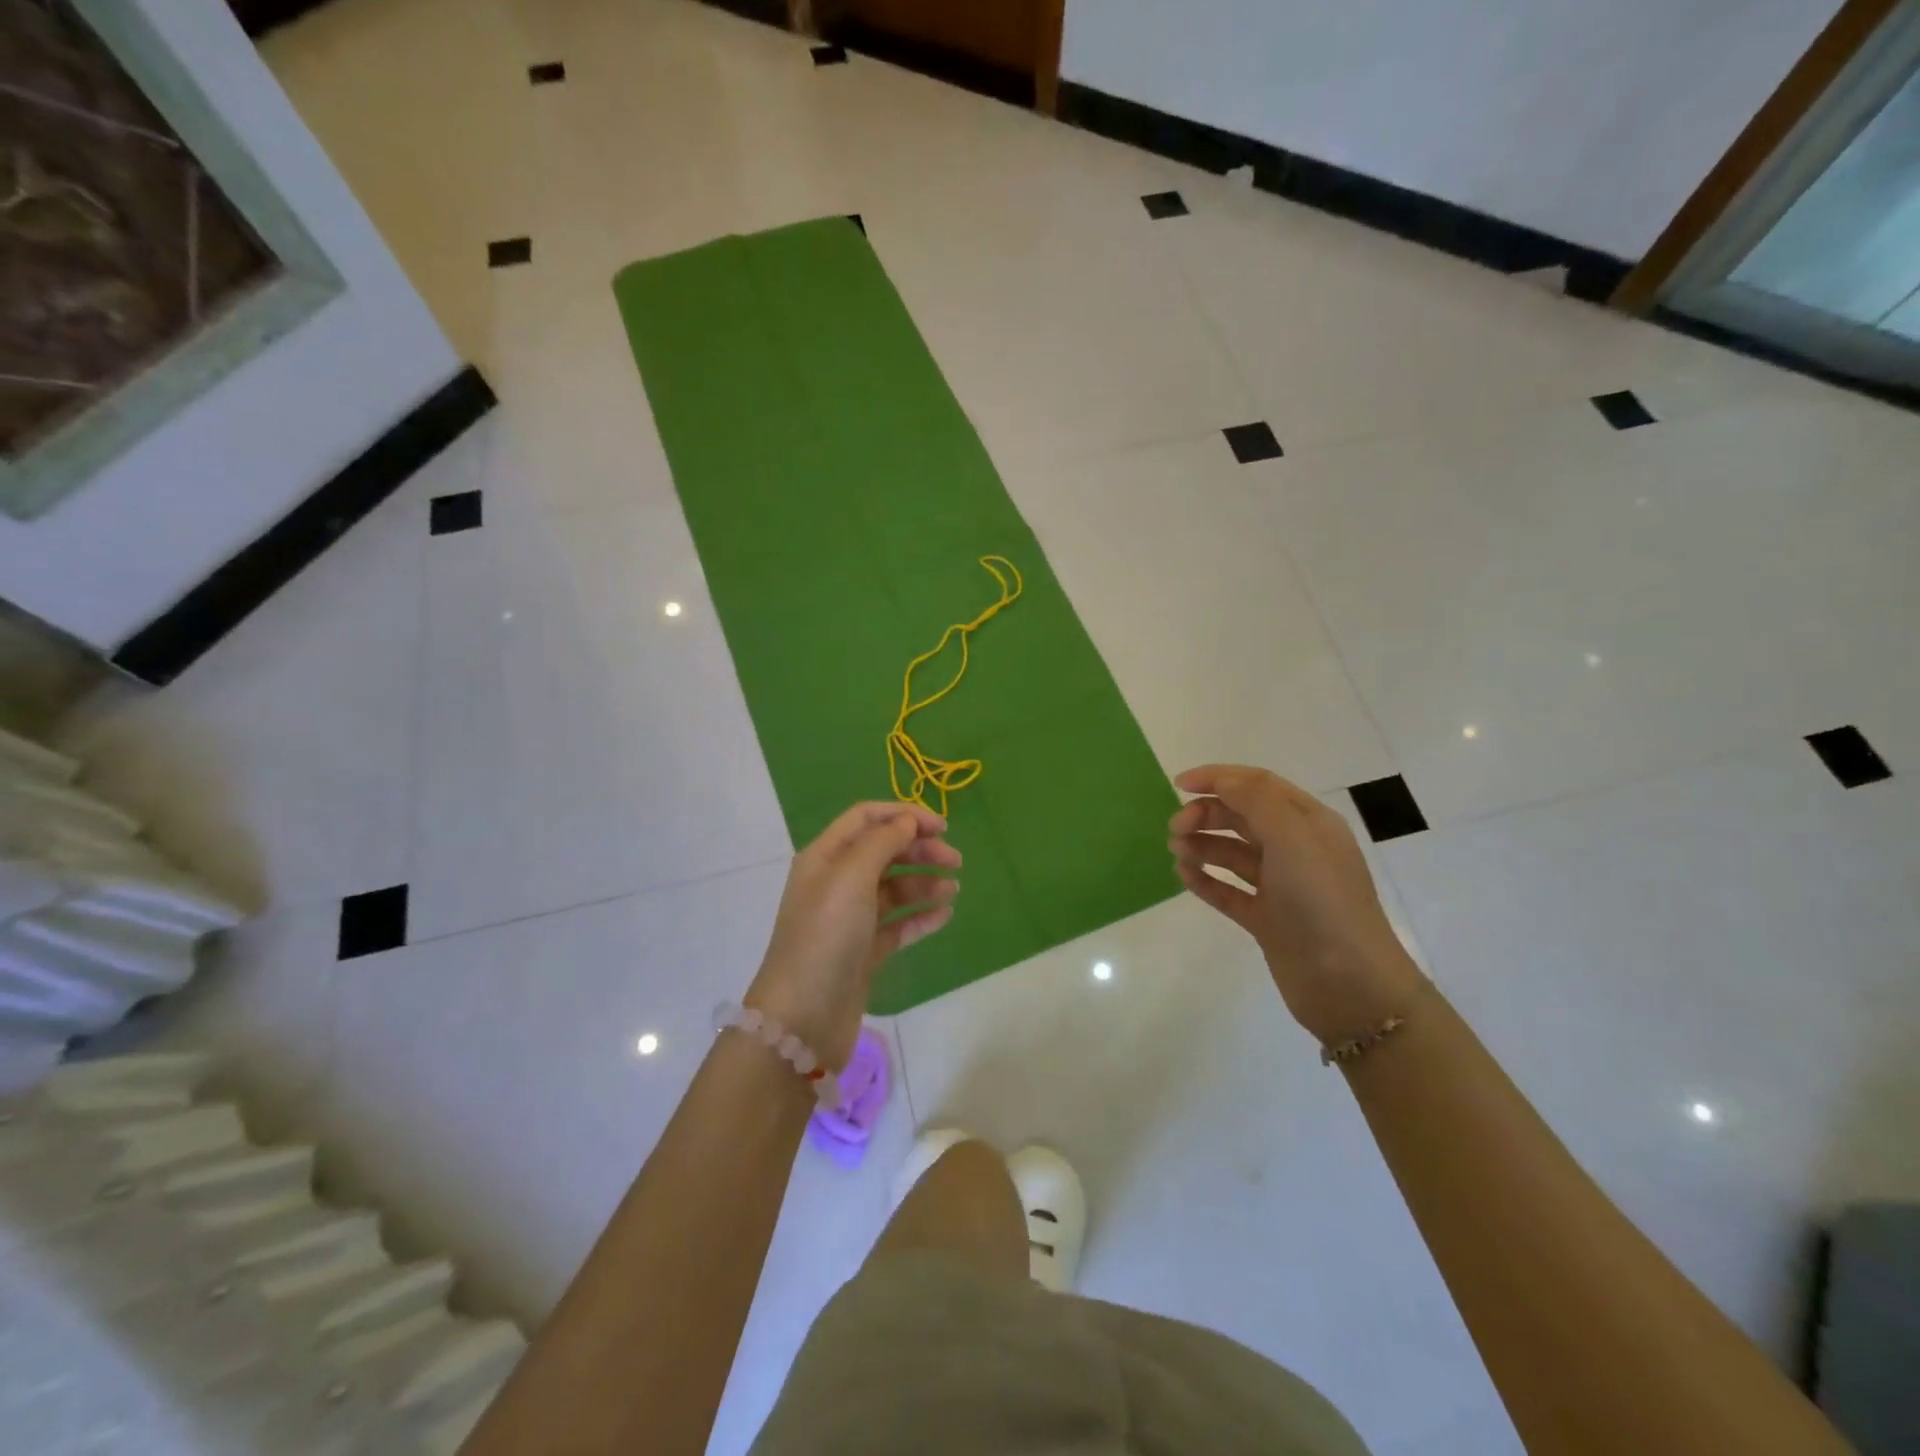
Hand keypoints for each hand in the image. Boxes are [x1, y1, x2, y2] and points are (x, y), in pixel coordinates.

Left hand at [747, 802, 960, 1067]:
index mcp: (825, 857)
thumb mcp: (851, 877)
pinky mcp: (864, 951)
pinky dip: (921, 916)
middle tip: (955, 860)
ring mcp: (850, 919)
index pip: (866, 818)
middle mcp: (835, 882)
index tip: (941, 826)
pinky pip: (898, 924)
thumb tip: (906, 822)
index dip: (903, 815)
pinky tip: (945, 915)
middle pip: (883, 851)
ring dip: (924, 883)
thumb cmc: (825, 936)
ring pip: (893, 888)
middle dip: (919, 849)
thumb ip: (882, 842)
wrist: (802, 1019)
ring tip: (952, 890)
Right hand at [1169, 764, 1424, 1045]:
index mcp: (1309, 822)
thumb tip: (1220, 780)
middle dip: (1206, 815)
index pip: (1258, 785)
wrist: (1349, 983)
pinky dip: (1205, 880)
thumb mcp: (1292, 837)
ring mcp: (1281, 886)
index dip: (1218, 777)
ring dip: (1202, 845)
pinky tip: (1184, 876)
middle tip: (1175, 829)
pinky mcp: (1266, 919)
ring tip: (1177, 852)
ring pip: (1232, 853)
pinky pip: (1228, 890)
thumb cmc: (1322, 900)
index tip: (1179, 784)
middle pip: (1241, 816)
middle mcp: (1295, 849)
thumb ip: (1255, 800)